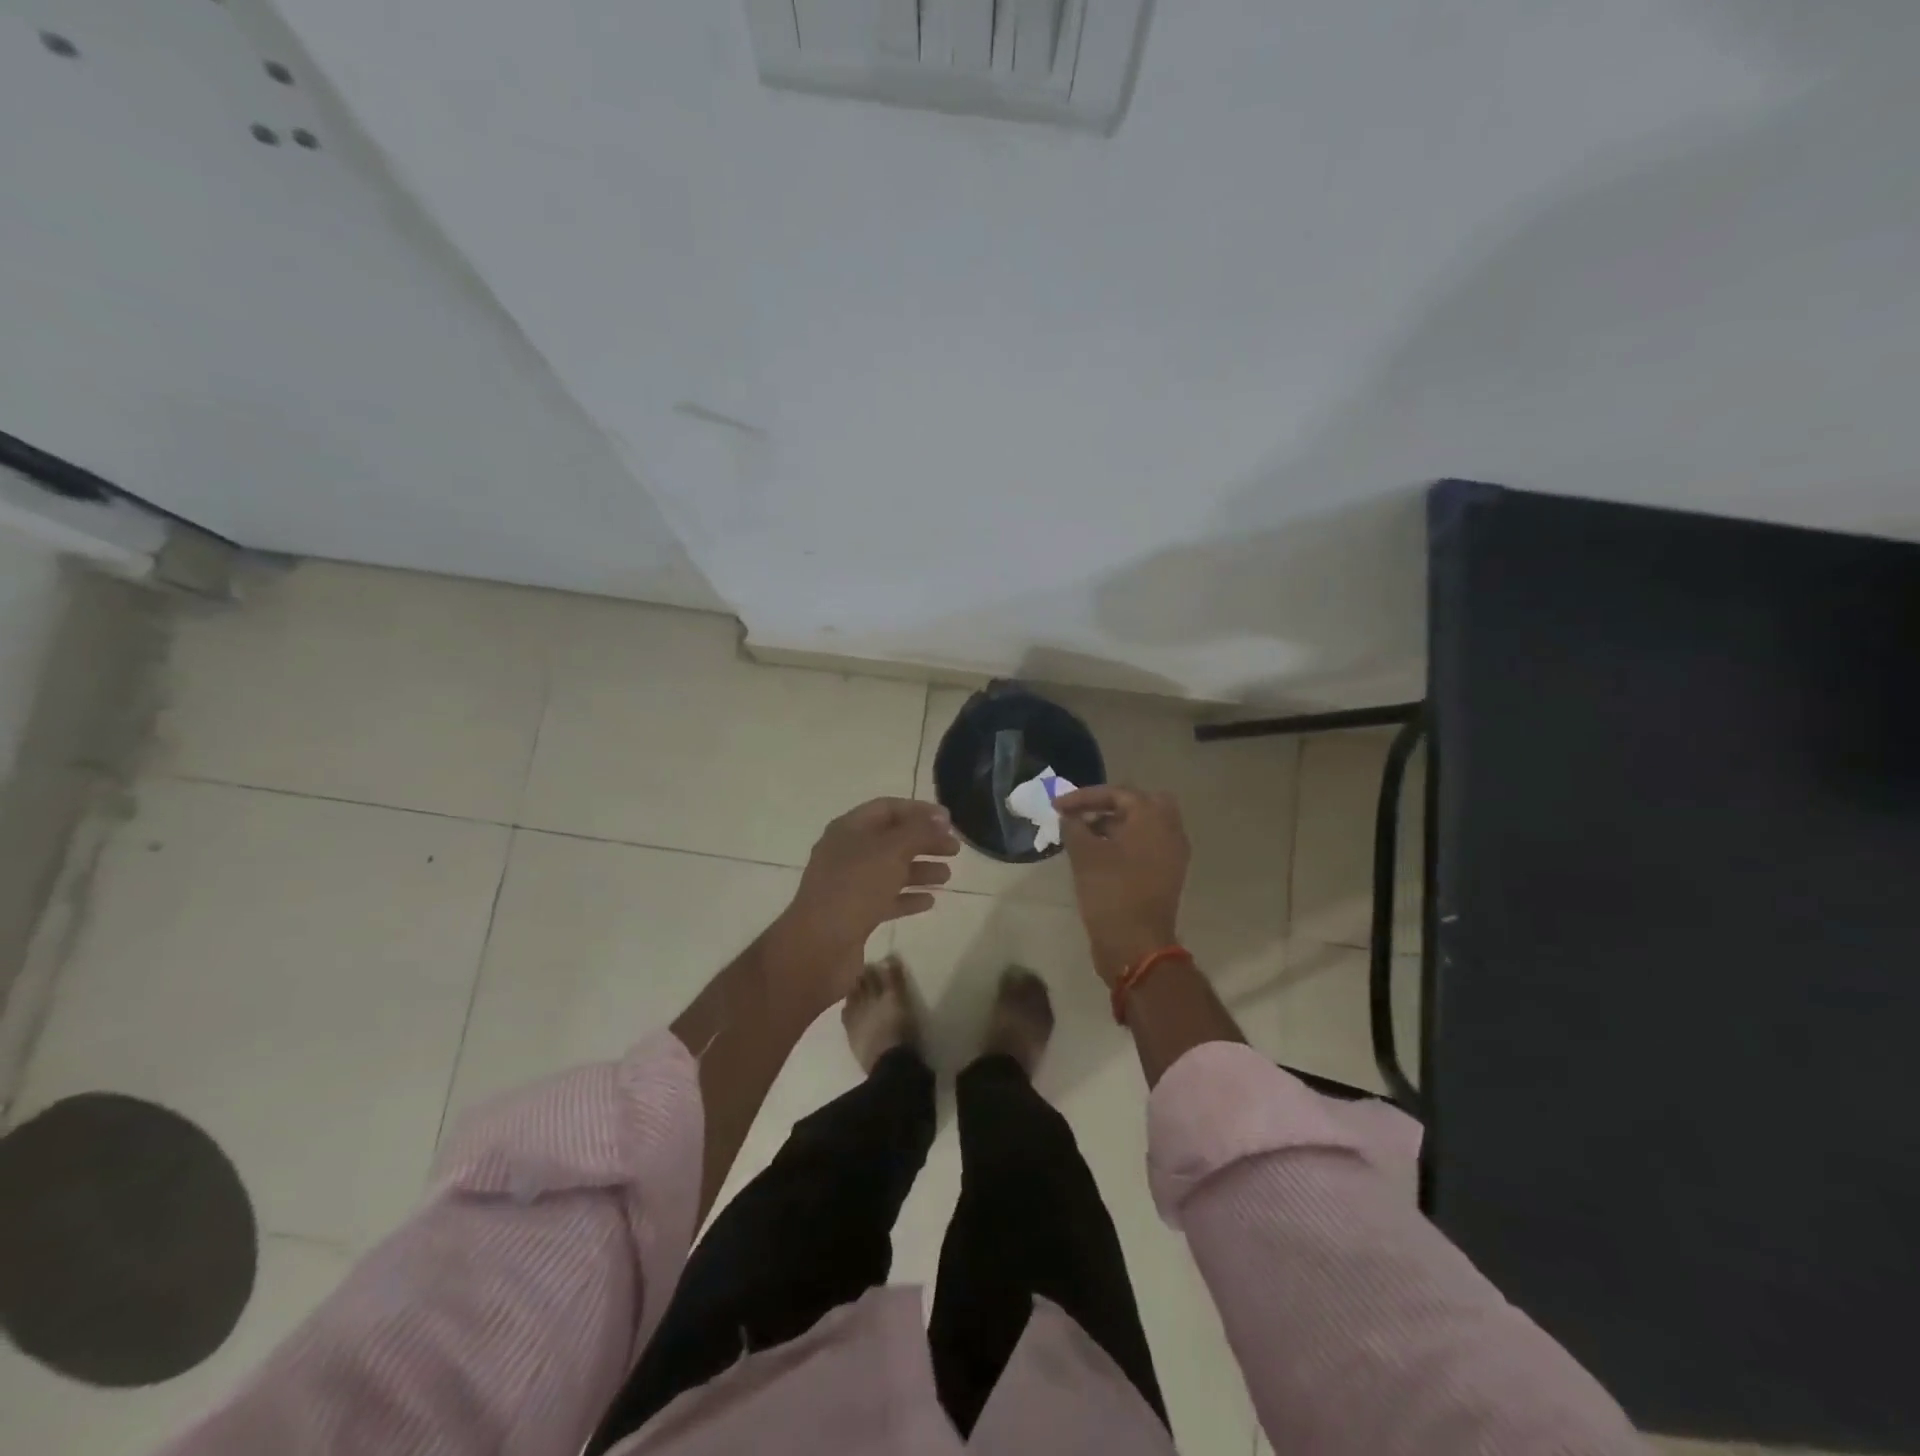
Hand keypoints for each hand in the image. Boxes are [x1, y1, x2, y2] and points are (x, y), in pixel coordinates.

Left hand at [775, 798, 958, 997]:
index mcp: (849, 829)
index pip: (888, 808)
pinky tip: (930, 902)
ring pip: (890, 870)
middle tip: (955, 850)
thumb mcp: (892, 851)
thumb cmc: (855, 888)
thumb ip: (919, 831)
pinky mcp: (854, 914)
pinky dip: (908, 897)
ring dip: (920, 870)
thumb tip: (941, 819)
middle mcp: (847, 852)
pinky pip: (886, 899)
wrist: (819, 946)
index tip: (949, 821)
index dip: (919, 811)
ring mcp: (849, 885)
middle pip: (892, 839)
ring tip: (947, 877)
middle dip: (924, 842)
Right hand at [1054, 785, 1189, 984]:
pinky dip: (1126, 842)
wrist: (1136, 945)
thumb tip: (1069, 817)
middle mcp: (1169, 830)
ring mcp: (1172, 854)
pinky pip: (1148, 845)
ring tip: (1086, 835)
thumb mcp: (1084, 855)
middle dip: (1110, 805)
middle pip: (1140, 803)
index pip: (1117, 793)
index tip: (1057, 807)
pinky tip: (1101, 854)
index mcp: (1153, 819)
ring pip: (1145, 825)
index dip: (1083, 797)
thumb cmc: (1111, 892)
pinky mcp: (1168, 874)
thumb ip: (1074, 827)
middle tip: (1083, 814)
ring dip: (1117, 824)